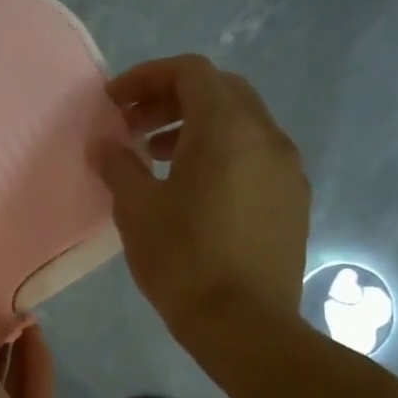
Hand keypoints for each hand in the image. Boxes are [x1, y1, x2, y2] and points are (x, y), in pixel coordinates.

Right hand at [95, 55, 310, 332]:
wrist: (245, 325)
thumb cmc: (184, 260)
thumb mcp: (137, 209)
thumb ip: (118, 165)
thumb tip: (103, 143)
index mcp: (227, 129)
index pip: (190, 72)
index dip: (146, 77)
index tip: (113, 102)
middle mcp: (266, 137)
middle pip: (219, 91)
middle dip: (170, 100)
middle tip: (133, 128)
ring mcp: (287, 168)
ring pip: (240, 124)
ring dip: (195, 127)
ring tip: (156, 159)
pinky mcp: (293, 199)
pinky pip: (255, 155)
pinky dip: (221, 154)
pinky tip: (193, 191)